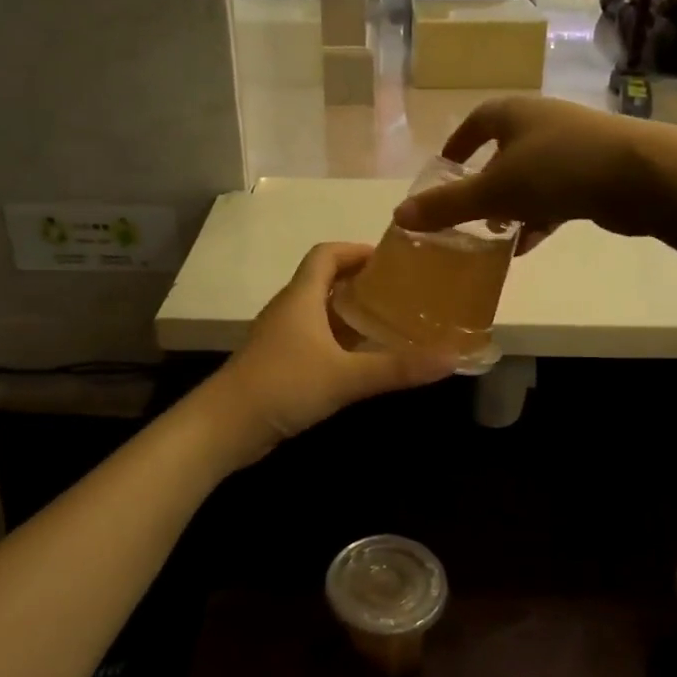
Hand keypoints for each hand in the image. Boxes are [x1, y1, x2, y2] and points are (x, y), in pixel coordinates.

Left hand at [202, 243, 456, 463]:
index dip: (357, 250)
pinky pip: (314, 339)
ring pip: (320, 312)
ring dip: (350, 313)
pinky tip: (361, 359)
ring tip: (390, 322)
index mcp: (301, 297)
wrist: (224, 427)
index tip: (392, 260)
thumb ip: (397, 367)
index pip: (327, 254)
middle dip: (361, 282)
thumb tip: (452, 357)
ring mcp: (281, 338)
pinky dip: (339, 340)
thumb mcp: (346, 376)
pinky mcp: (279, 363)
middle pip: (325, 281)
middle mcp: (289, 310)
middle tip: (401, 292)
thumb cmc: (283, 386)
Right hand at [392, 97, 656, 248]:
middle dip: (484, 183)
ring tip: (496, 235)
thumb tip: (399, 217)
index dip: (456, 146)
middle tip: (468, 212)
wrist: (640, 176)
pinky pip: (556, 194)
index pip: (475, 124)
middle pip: (503, 152)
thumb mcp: (493, 191)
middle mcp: (542, 123)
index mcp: (514, 114)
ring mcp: (572, 146)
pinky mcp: (596, 172)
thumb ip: (446, 206)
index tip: (443, 170)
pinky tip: (529, 244)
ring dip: (512, 205)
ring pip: (530, 176)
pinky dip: (540, 217)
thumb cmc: (556, 170)